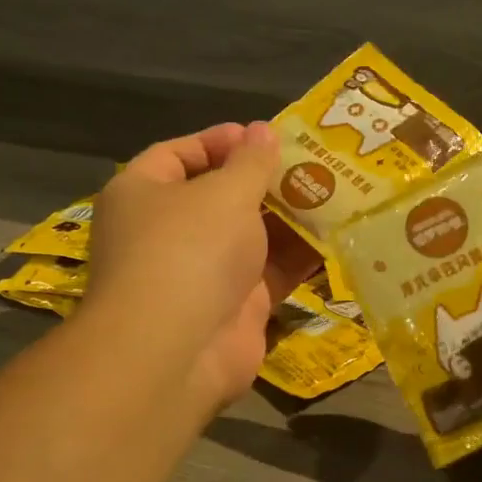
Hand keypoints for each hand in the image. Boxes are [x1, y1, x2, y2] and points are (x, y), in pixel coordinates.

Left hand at [87, 122, 318, 411]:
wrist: (178, 351)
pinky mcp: (234, 307)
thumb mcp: (225, 192)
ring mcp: (201, 272)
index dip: (220, 141)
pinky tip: (337, 237)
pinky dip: (299, 257)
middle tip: (313, 163)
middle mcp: (168, 232)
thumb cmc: (190, 250)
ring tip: (336, 193)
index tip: (264, 135)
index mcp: (143, 194)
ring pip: (251, 236)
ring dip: (289, 217)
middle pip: (219, 196)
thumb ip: (251, 161)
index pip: (178, 154)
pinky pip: (270, 273)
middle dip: (265, 180)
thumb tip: (261, 130)